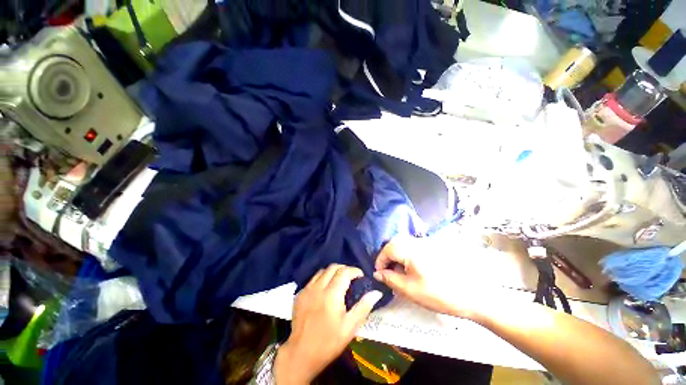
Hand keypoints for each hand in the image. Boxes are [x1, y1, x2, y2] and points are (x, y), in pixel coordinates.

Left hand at [275, 264, 382, 384]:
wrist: (301, 354)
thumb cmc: (329, 342)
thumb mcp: (350, 327)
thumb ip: (363, 307)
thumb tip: (377, 292)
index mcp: (332, 294)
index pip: (344, 271)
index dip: (354, 270)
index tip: (360, 276)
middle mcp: (318, 287)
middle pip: (333, 267)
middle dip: (344, 269)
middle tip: (351, 277)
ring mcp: (307, 289)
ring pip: (322, 271)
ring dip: (332, 272)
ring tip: (339, 281)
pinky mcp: (300, 294)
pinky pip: (313, 279)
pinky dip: (322, 278)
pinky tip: (325, 289)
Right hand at [373, 236, 488, 319]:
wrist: (471, 295)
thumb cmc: (438, 293)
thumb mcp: (409, 289)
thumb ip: (390, 279)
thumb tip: (377, 273)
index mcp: (410, 250)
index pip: (387, 249)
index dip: (380, 260)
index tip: (379, 274)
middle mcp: (416, 242)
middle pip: (394, 243)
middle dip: (387, 256)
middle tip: (387, 272)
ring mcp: (426, 244)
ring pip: (403, 243)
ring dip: (396, 255)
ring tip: (398, 271)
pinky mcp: (433, 248)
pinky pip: (413, 246)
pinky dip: (406, 254)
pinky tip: (410, 268)